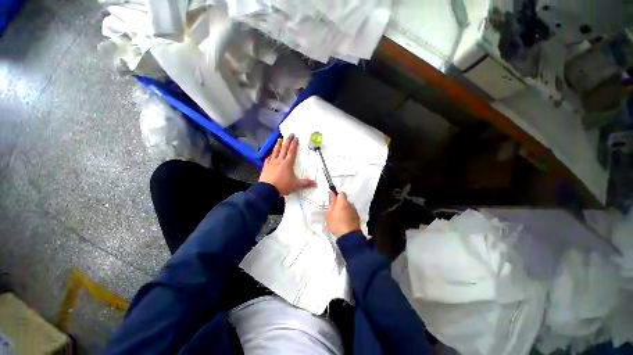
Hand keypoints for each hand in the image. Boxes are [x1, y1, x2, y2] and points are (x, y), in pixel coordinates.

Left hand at [259, 134, 315, 195]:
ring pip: (275, 151)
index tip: (296, 138)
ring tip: (280, 139)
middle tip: (290, 134)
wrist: (267, 190)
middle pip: (284, 148)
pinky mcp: (266, 167)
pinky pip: (268, 159)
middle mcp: (279, 161)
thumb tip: (316, 183)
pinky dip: (270, 155)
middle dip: (287, 141)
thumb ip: (306, 183)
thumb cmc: (283, 186)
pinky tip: (270, 154)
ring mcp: (271, 163)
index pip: (292, 151)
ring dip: (278, 145)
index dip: (294, 144)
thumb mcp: (296, 185)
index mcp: (287, 163)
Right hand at [326, 191, 360, 237]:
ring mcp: (354, 211)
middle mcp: (350, 205)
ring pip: (348, 206)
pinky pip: (351, 212)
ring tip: (338, 217)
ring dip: (343, 209)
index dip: (336, 195)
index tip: (332, 198)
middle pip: (344, 200)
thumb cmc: (337, 226)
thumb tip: (331, 196)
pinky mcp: (357, 217)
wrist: (348, 237)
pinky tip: (343, 220)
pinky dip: (347, 214)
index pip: (340, 193)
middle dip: (339, 203)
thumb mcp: (328, 214)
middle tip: (333, 209)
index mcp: (342, 202)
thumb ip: (330, 203)